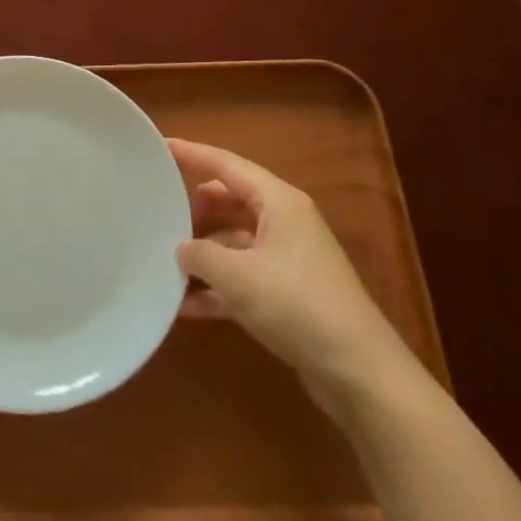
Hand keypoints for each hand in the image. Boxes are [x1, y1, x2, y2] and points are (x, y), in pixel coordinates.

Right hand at [172, 139, 410, 408]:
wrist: (360, 373)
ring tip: (165, 262)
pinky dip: (217, 287)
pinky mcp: (289, 295)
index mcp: (278, 202)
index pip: (226, 164)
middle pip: (229, 201)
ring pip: (234, 241)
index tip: (160, 147)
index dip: (192, 154)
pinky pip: (243, 278)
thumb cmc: (298, 305)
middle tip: (159, 218)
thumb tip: (180, 247)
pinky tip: (186, 306)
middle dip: (195, 209)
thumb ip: (199, 254)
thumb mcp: (237, 275)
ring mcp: (288, 259)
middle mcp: (284, 222)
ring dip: (203, 253)